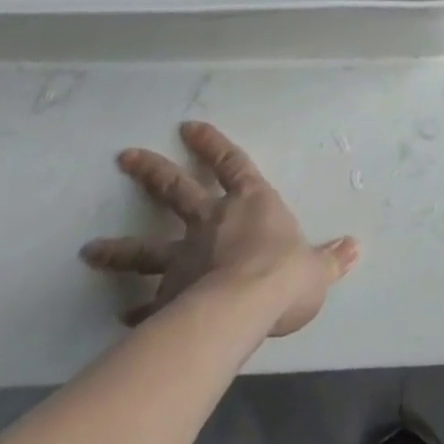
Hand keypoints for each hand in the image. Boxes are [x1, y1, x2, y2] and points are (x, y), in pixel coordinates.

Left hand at [82, 121, 359, 337]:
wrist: (243, 308)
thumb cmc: (284, 274)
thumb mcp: (317, 268)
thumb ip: (330, 259)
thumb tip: (354, 248)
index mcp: (252, 203)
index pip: (231, 164)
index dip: (211, 144)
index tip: (187, 126)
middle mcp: (213, 222)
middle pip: (177, 191)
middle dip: (152, 172)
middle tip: (125, 156)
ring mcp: (185, 258)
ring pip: (146, 248)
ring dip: (118, 249)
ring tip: (89, 249)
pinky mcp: (168, 296)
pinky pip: (148, 303)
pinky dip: (135, 310)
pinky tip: (121, 317)